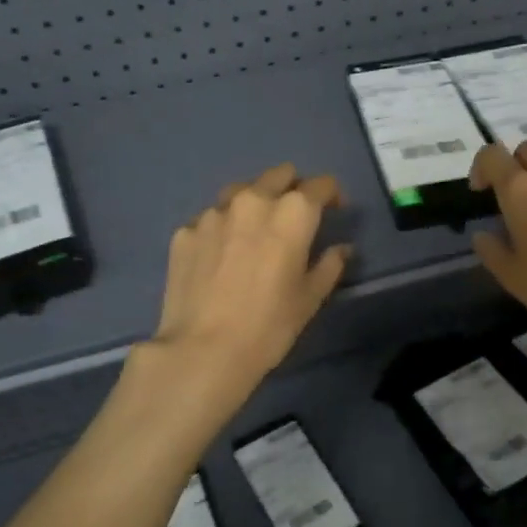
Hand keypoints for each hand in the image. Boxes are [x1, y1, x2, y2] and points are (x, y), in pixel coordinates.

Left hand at [146, 163, 351, 408]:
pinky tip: (221, 257)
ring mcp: (213, 213)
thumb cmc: (269, 325)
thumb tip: (341, 249)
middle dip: (292, 189)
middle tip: (294, 218)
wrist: (203, 350)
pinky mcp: (185, 231)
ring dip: (254, 203)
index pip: (320, 185)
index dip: (331, 195)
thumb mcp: (310, 298)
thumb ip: (329, 265)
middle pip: (279, 176)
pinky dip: (222, 229)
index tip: (333, 210)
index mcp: (292, 212)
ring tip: (254, 232)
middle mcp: (253, 200)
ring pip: (241, 192)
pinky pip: (211, 219)